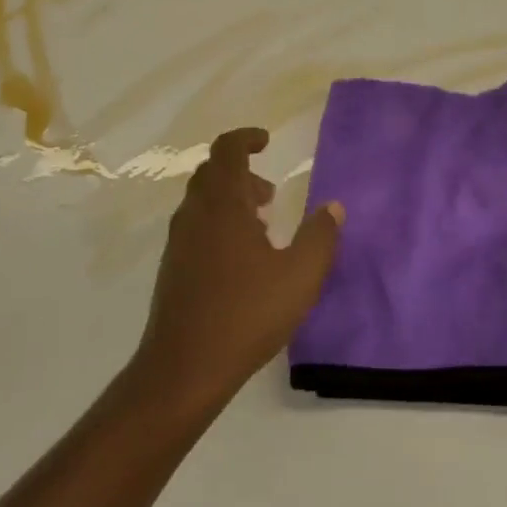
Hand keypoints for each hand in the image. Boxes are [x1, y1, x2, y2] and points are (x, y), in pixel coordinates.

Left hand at [131, 128, 343, 420]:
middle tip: (270, 193)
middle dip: (242, 172)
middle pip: (213, 173)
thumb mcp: (299, 276)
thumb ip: (320, 237)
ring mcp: (179, 241)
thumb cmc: (246, 314)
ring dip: (231, 200)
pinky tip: (242, 258)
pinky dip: (219, 223)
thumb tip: (333, 207)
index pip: (226, 150)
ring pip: (203, 201)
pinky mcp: (173, 267)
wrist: (184, 368)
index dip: (246, 138)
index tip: (267, 141)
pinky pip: (196, 226)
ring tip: (263, 225)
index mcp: (223, 205)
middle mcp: (195, 214)